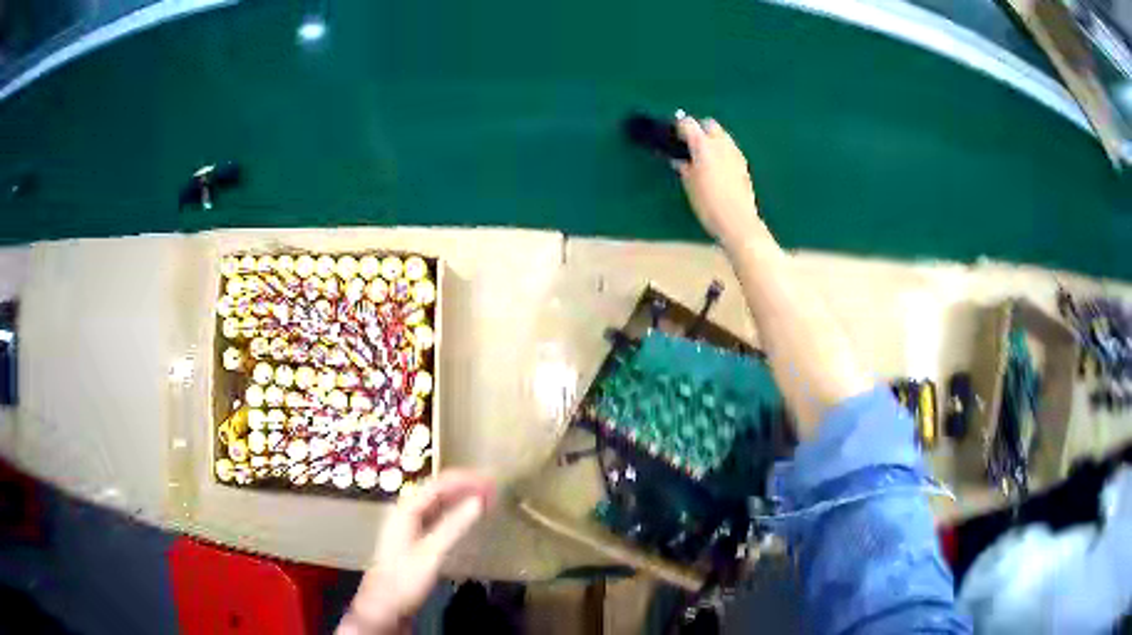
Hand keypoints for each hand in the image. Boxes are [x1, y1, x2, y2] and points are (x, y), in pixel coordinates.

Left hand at [337, 470, 495, 634]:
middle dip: (465, 486)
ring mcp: (408, 524)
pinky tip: (467, 517)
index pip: (439, 484)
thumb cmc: (406, 577)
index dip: (466, 480)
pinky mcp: (413, 538)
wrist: (384, 604)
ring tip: (486, 498)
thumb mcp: (432, 553)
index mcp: (406, 509)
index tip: (491, 481)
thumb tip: (479, 500)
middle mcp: (405, 511)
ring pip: (437, 502)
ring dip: (461, 498)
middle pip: (437, 489)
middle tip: (493, 488)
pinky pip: (437, 515)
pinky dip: (455, 512)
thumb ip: (454, 526)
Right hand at [672, 112, 761, 250]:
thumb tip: (680, 160)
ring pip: (723, 135)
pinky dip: (722, 151)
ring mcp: (735, 153)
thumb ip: (684, 168)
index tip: (673, 135)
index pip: (688, 124)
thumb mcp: (690, 186)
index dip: (679, 126)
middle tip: (690, 144)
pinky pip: (731, 149)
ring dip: (713, 139)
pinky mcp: (744, 165)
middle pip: (709, 124)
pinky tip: (718, 167)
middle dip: (699, 128)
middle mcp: (721, 144)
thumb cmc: (708, 204)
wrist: (737, 221)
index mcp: (703, 146)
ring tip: (704, 156)